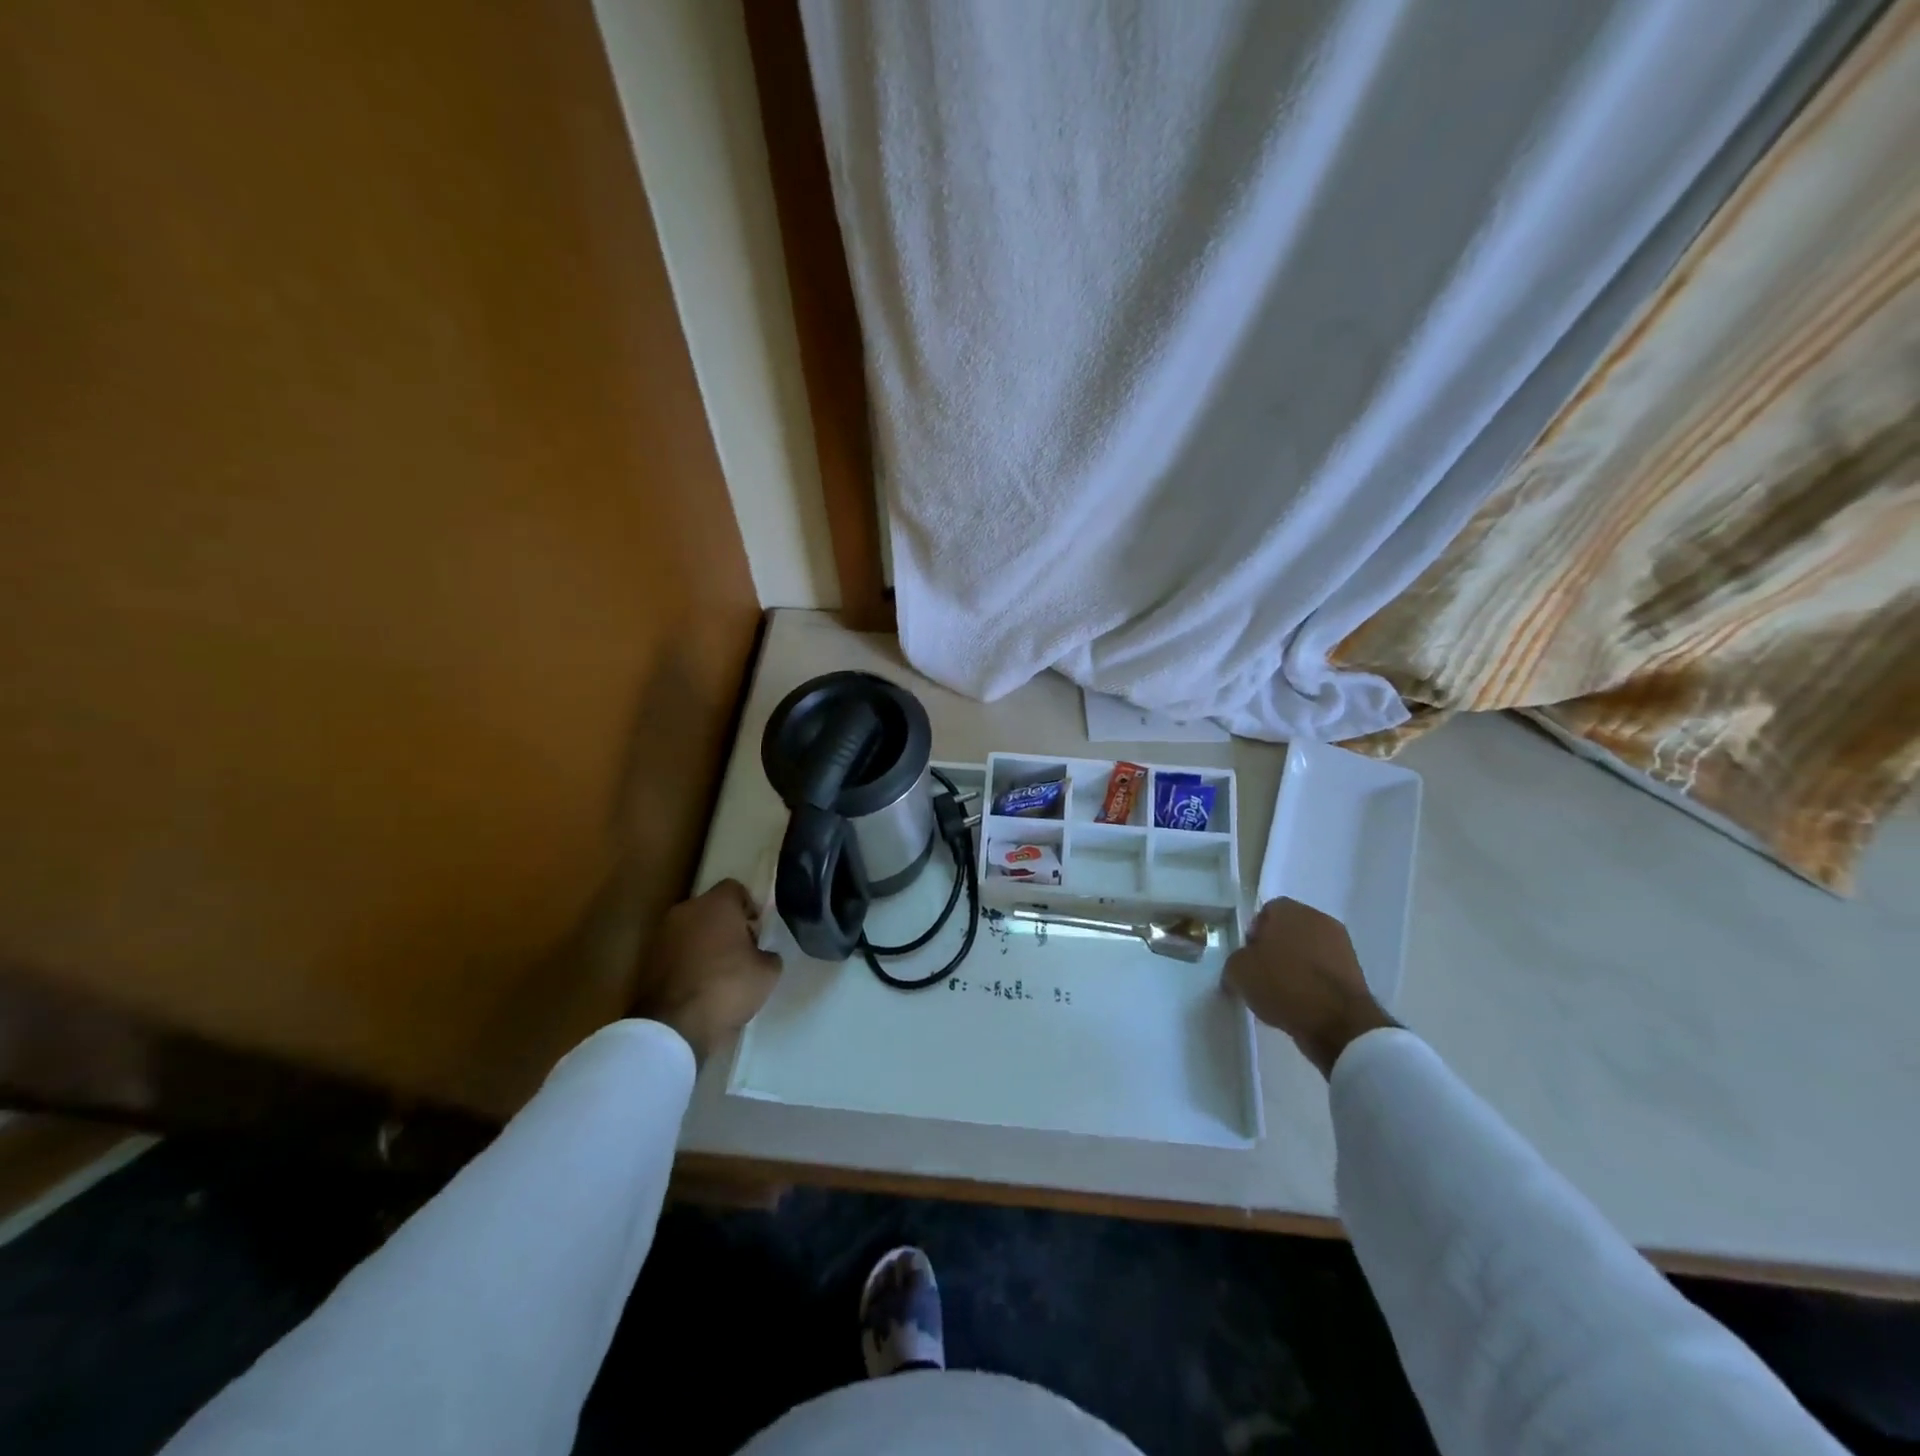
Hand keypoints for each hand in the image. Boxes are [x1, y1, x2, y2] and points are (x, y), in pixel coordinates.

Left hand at [633, 880, 781, 1063]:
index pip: (735, 889)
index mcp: (716, 904)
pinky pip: (676, 952)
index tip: (756, 933)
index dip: (749, 908)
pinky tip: (700, 985)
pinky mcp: (648, 960)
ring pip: (691, 930)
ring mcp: (662, 935)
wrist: (675, 1025)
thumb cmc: (729, 986)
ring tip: (719, 972)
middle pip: (711, 909)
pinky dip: (687, 961)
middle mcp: (686, 911)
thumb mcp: (768, 972)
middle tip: (741, 953)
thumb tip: (761, 955)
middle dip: (726, 925)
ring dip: (704, 943)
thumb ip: (768, 954)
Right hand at [1223, 898, 1396, 1078]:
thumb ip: (1235, 962)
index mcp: (1289, 909)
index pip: (1265, 913)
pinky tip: (1302, 1004)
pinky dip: (1313, 984)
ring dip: (1296, 967)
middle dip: (1275, 950)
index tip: (1247, 959)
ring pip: (1308, 952)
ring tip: (1282, 994)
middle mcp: (1318, 918)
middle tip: (1262, 976)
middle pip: (1289, 931)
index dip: (1253, 935)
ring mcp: (1342, 945)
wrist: (1337, 1022)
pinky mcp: (1356, 973)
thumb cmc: (1282, 984)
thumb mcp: (1238, 972)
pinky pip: (1324, 972)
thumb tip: (1240, 968)